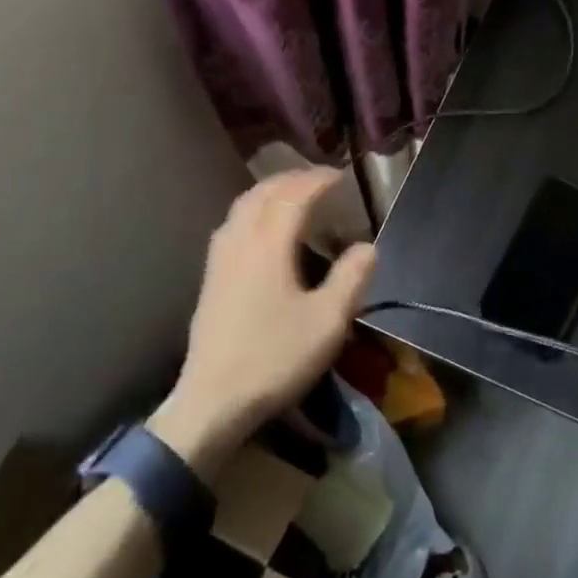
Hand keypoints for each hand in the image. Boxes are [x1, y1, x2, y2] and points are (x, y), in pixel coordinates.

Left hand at [151, 168, 374, 474]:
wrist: (213, 401)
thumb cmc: (274, 358)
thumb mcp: (327, 322)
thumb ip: (350, 279)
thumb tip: (368, 247)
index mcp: (268, 245)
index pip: (293, 196)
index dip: (317, 181)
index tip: (341, 176)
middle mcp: (239, 241)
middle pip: (263, 194)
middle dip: (292, 179)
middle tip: (319, 180)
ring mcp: (219, 260)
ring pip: (242, 207)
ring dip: (269, 192)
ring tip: (292, 196)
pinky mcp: (210, 279)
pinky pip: (231, 225)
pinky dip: (252, 211)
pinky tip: (260, 231)